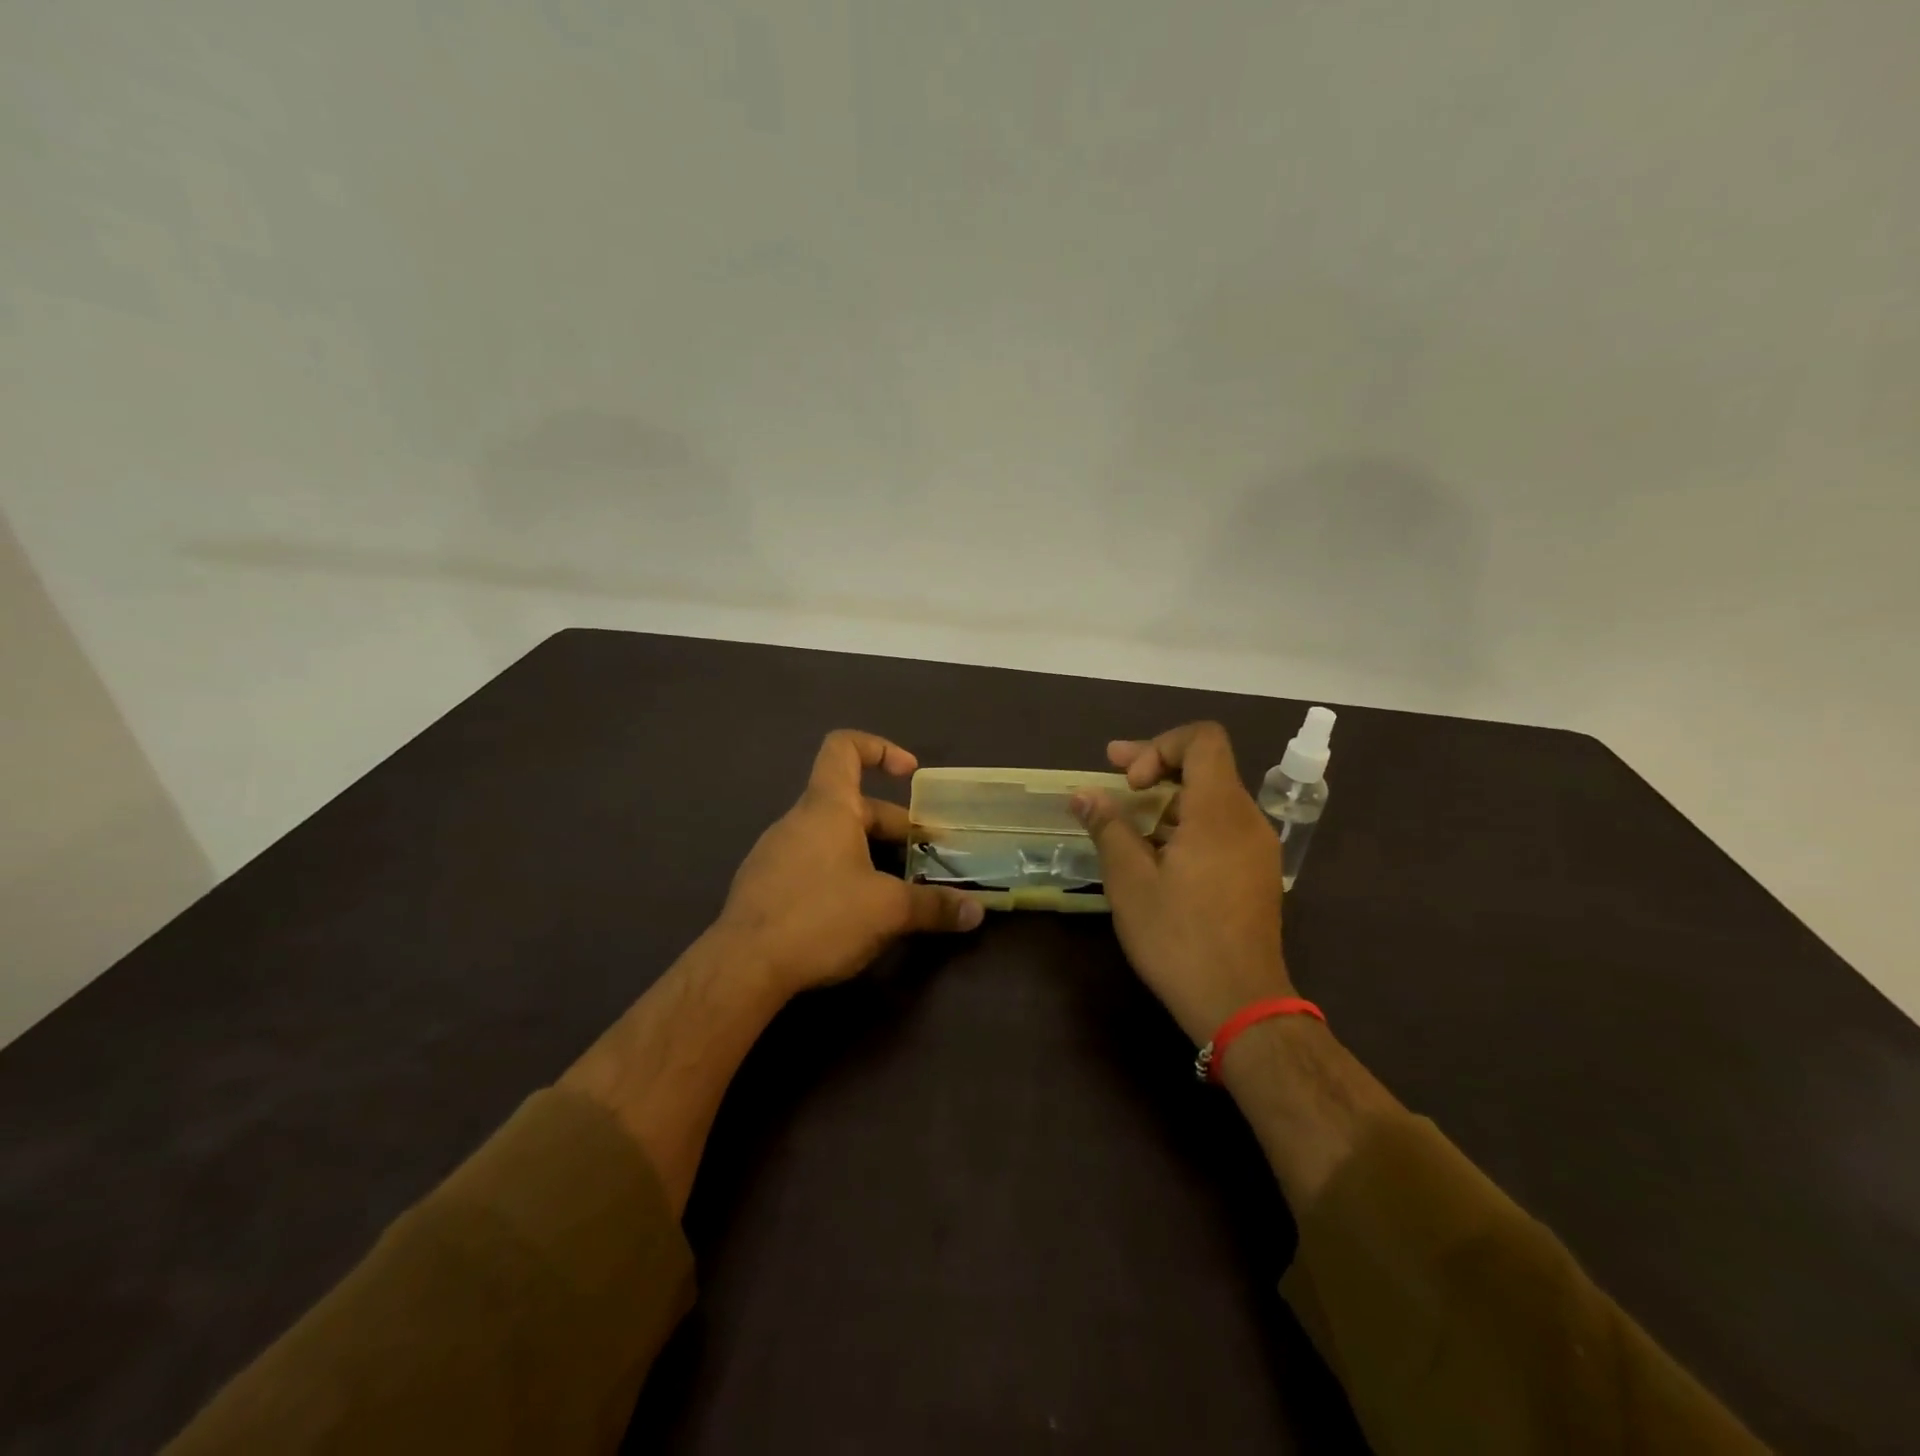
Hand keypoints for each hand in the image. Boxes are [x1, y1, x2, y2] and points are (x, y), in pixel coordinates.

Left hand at [716, 730, 983, 997]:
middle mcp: (798, 820)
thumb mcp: (888, 911)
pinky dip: (841, 874)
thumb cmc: (820, 917)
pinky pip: (812, 864)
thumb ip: (934, 907)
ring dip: (868, 854)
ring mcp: (776, 853)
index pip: (844, 748)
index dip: (880, 749)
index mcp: (827, 807)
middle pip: (851, 804)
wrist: (743, 968)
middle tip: (924, 856)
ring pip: (832, 838)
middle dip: (892, 826)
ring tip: (897, 888)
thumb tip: (976, 911)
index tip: (910, 774)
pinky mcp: (766, 886)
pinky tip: (856, 913)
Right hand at [1072, 722, 1291, 1042]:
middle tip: (1111, 776)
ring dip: (1167, 799)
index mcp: (1219, 811)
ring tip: (1125, 821)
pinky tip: (1155, 853)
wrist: (1241, 1006)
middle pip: (1205, 766)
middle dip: (1155, 766)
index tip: (1129, 782)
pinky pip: (1220, 827)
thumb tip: (1083, 793)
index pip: (1202, 739)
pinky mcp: (1256, 873)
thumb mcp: (1131, 881)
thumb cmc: (1179, 939)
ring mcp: (1256, 848)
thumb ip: (1108, 828)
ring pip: (1211, 799)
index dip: (1159, 745)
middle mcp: (1247, 819)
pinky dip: (1185, 824)